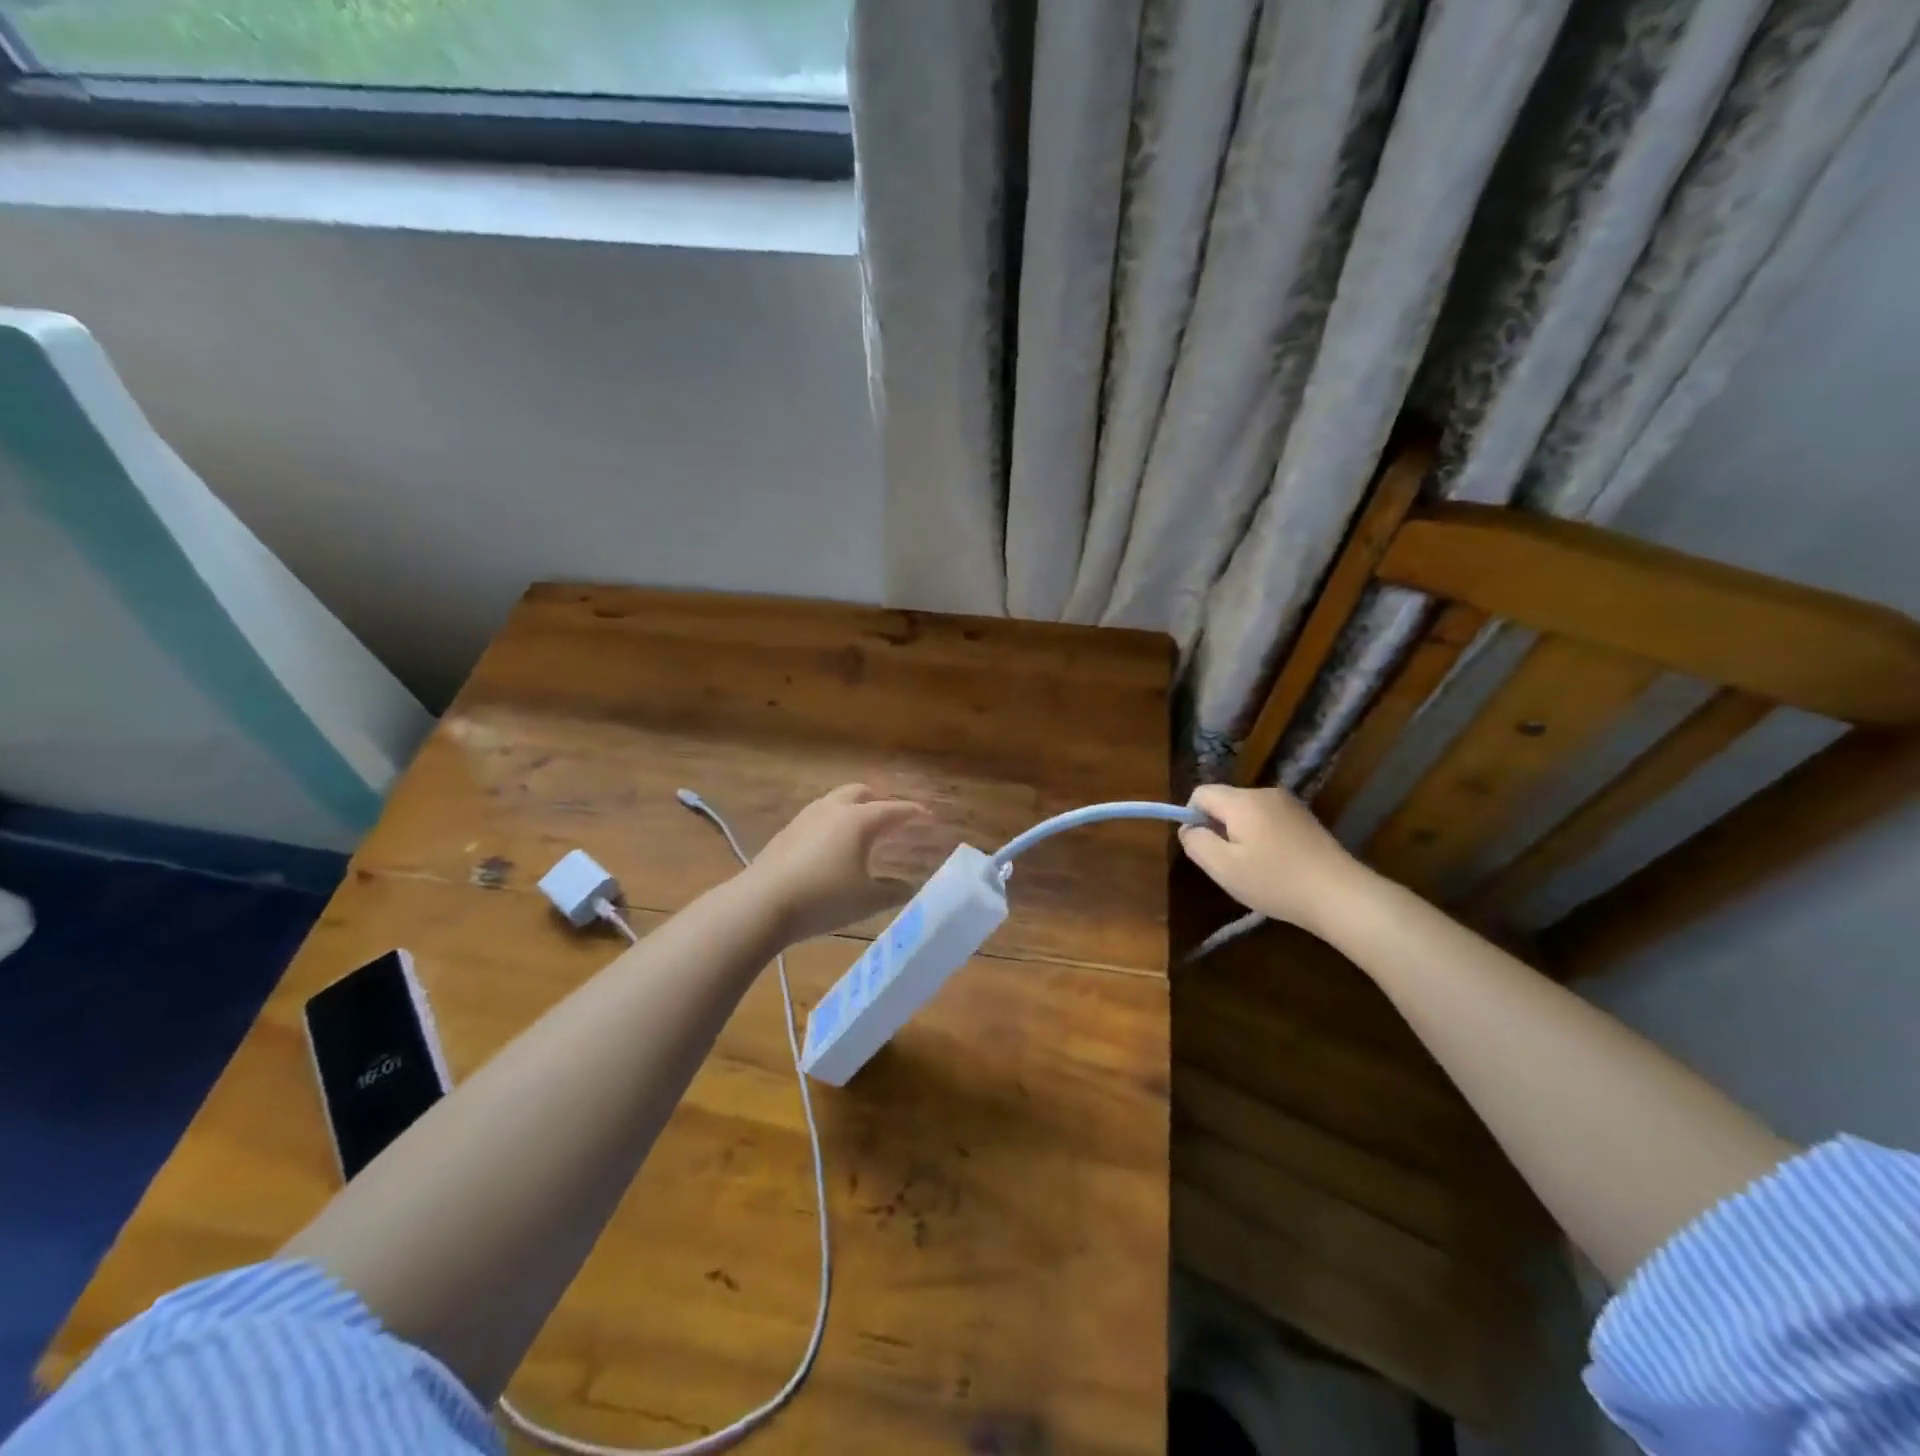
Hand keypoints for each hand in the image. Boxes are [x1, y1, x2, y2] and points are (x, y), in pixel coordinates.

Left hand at [746, 784, 930, 943]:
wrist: (761, 903)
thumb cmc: (823, 899)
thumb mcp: (867, 900)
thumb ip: (894, 892)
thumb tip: (909, 887)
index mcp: (859, 820)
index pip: (894, 809)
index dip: (913, 812)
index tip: (928, 815)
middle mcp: (833, 809)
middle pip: (860, 792)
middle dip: (879, 800)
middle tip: (891, 818)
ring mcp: (805, 818)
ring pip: (835, 801)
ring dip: (853, 809)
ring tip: (862, 831)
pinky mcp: (786, 832)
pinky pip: (818, 817)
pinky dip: (833, 823)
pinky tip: (831, 846)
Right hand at [1178, 785, 1374, 937]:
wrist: (1341, 895)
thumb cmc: (1275, 882)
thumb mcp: (1223, 867)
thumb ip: (1196, 843)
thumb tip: (1188, 827)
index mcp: (1242, 801)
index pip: (1201, 793)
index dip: (1192, 817)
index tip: (1204, 848)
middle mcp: (1265, 793)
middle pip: (1225, 801)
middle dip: (1218, 828)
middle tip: (1229, 864)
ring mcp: (1289, 805)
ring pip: (1247, 812)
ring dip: (1241, 834)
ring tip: (1254, 868)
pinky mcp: (1306, 819)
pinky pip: (1269, 820)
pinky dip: (1263, 838)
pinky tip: (1276, 866)